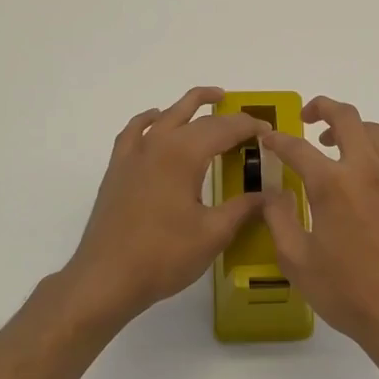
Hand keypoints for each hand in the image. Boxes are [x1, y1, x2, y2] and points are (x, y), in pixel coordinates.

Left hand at [62, 87, 268, 327]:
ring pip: (165, 116)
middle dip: (226, 116)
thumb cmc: (164, 255)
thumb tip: (272, 195)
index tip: (269, 133)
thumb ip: (244, 208)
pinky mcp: (118, 170)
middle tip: (249, 123)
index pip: (224, 128)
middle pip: (196, 117)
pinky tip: (157, 123)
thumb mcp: (213, 233)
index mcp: (183, 154)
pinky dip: (150, 120)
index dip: (249, 127)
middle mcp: (157, 144)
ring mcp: (133, 154)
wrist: (106, 278)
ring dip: (189, 105)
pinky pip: (135, 131)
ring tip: (211, 100)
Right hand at [261, 97, 378, 378]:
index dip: (278, 139)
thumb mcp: (297, 260)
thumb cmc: (347, 292)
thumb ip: (279, 218)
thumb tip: (273, 191)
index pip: (298, 147)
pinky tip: (373, 183)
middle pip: (347, 118)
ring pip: (377, 135)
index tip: (269, 138)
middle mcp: (369, 170)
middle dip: (323, 108)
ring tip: (339, 150)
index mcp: (333, 184)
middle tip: (309, 117)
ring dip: (353, 133)